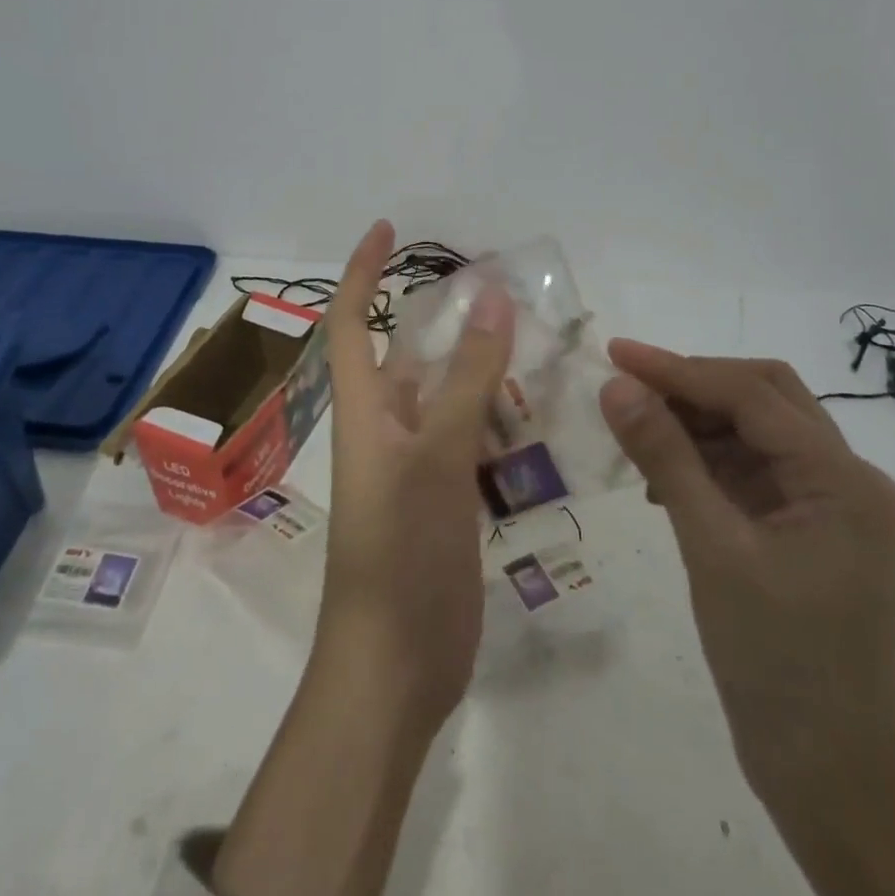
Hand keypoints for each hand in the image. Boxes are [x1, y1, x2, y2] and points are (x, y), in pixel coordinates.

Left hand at [319, 219, 514, 722]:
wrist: (395, 667)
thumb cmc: (401, 552)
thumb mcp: (436, 455)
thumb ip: (466, 378)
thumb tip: (491, 296)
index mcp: (366, 409)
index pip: (353, 319)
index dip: (362, 270)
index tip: (387, 228)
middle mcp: (388, 427)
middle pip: (413, 354)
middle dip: (448, 316)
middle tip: (502, 288)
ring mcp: (418, 465)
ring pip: (450, 395)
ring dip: (482, 367)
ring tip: (536, 339)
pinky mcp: (445, 498)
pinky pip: (472, 439)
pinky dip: (499, 417)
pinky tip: (540, 411)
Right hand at [598, 341, 894, 801]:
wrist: (831, 781)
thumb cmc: (777, 662)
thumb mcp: (712, 549)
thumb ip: (665, 458)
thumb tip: (617, 385)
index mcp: (841, 478)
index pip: (750, 394)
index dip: (677, 368)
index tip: (614, 353)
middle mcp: (845, 480)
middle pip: (764, 398)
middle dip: (693, 385)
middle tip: (628, 388)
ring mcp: (829, 509)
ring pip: (755, 432)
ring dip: (696, 424)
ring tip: (636, 435)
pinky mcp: (807, 534)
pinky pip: (752, 473)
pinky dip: (706, 463)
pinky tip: (662, 483)